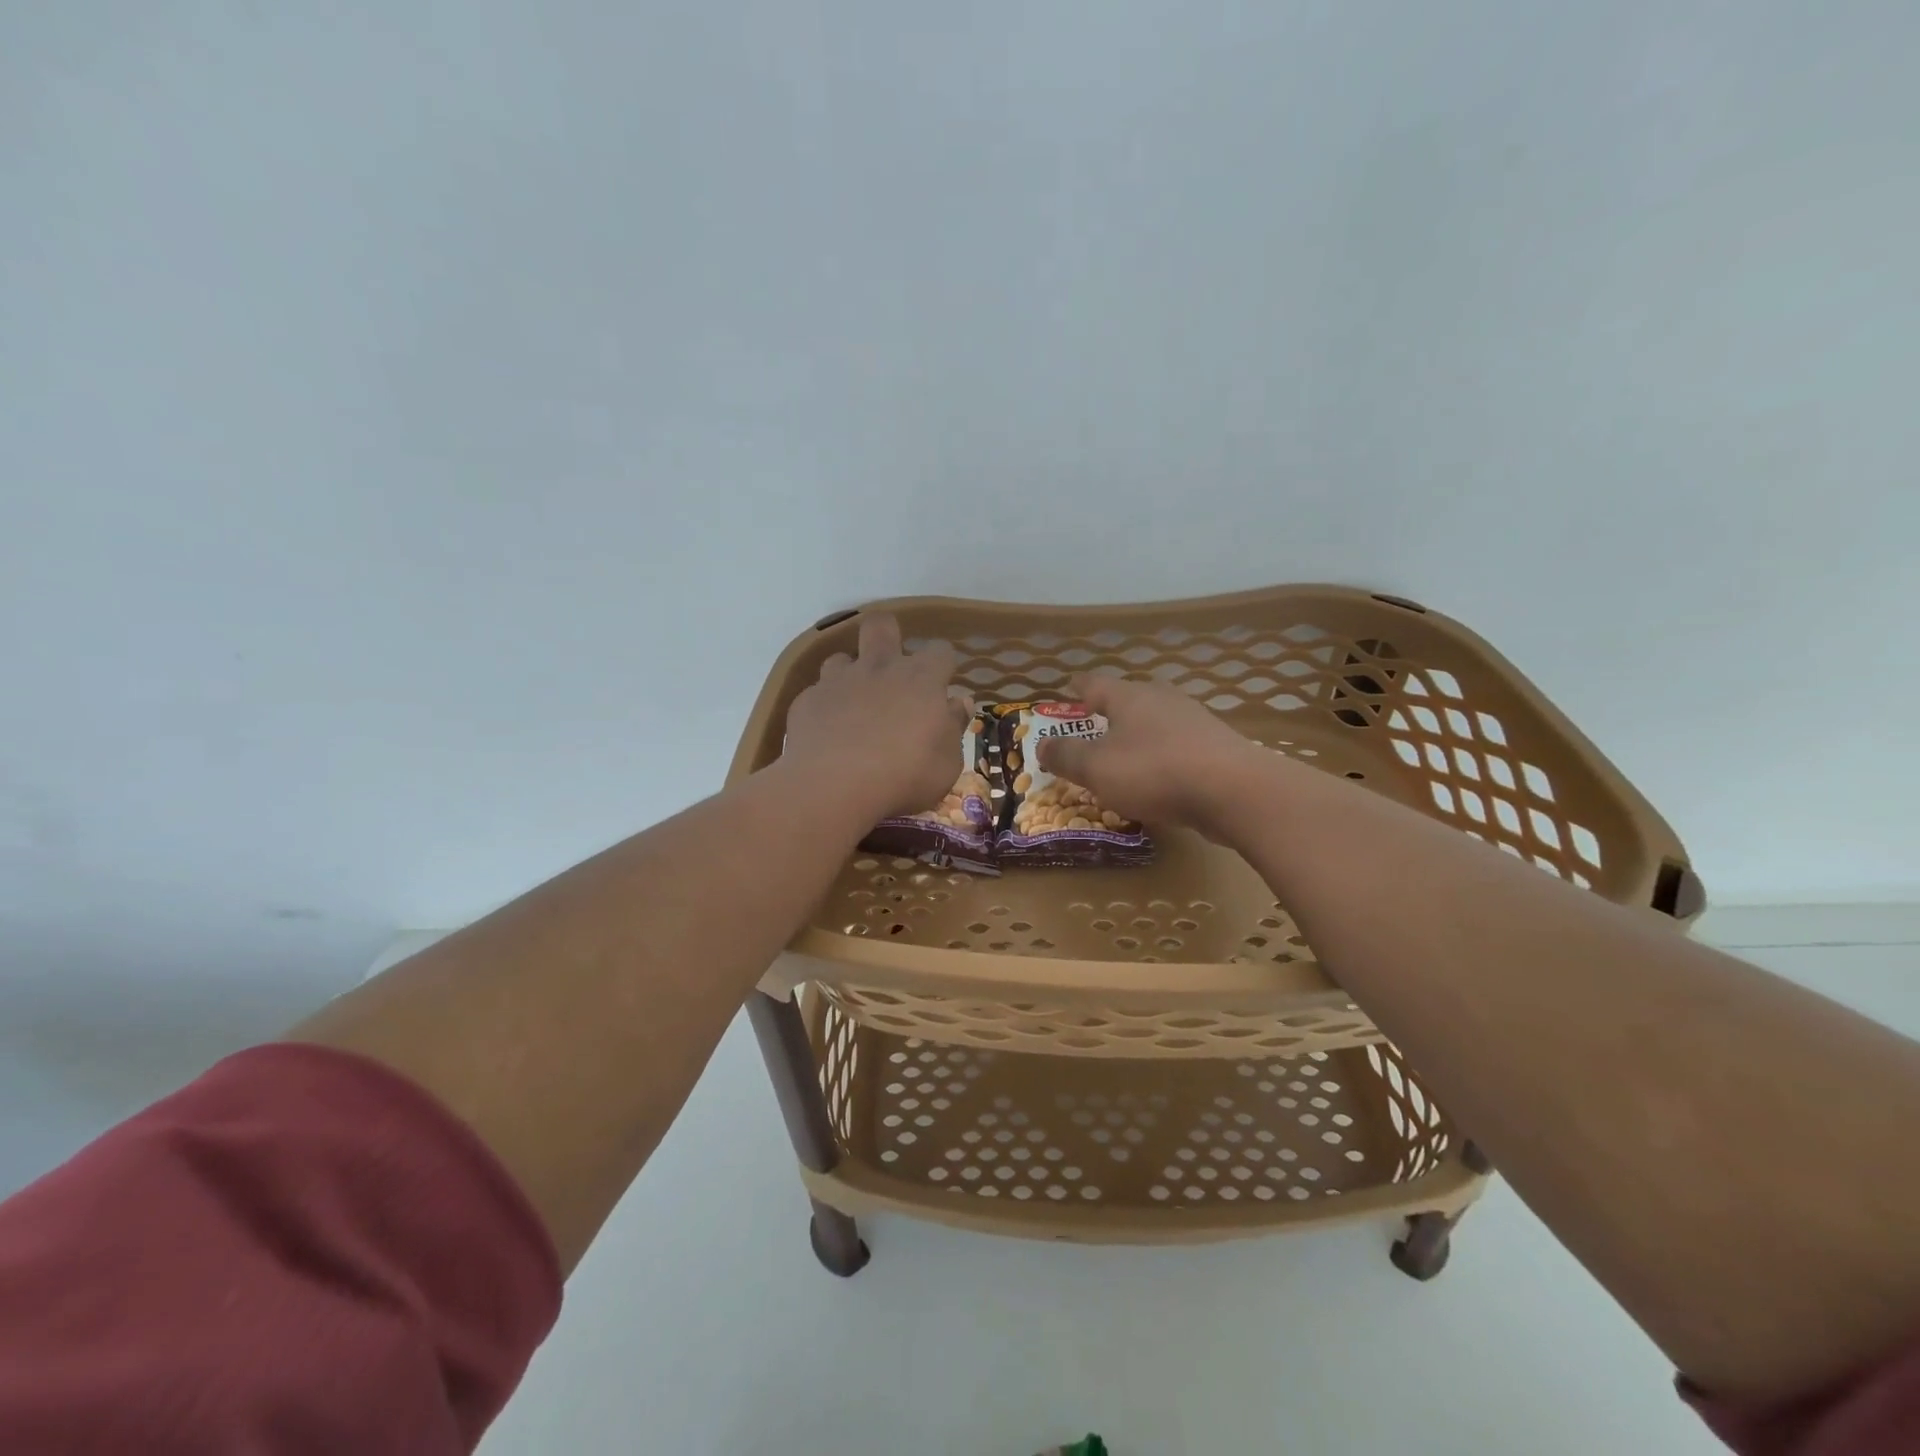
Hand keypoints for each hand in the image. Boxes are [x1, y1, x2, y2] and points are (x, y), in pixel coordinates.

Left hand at [782, 613, 966, 821]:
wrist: (832, 785)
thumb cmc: (904, 776)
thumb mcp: (946, 763)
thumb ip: (953, 728)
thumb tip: (958, 703)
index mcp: (921, 679)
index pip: (940, 651)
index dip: (942, 665)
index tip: (941, 686)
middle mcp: (879, 667)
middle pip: (881, 626)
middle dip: (888, 636)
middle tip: (891, 667)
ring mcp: (838, 680)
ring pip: (842, 658)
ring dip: (850, 675)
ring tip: (854, 705)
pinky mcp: (807, 699)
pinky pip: (817, 693)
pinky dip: (825, 707)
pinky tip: (827, 733)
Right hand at [1035, 674, 1264, 832]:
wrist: (1235, 791)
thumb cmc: (1154, 771)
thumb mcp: (1096, 768)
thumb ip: (1066, 755)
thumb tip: (1042, 744)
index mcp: (1129, 696)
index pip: (1095, 683)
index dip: (1078, 688)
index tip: (1068, 690)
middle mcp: (1162, 699)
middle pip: (1128, 699)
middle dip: (1109, 713)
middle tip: (1092, 728)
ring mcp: (1194, 721)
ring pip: (1155, 722)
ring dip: (1137, 736)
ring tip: (1123, 757)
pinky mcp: (1216, 747)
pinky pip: (1177, 746)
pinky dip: (1161, 757)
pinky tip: (1158, 778)